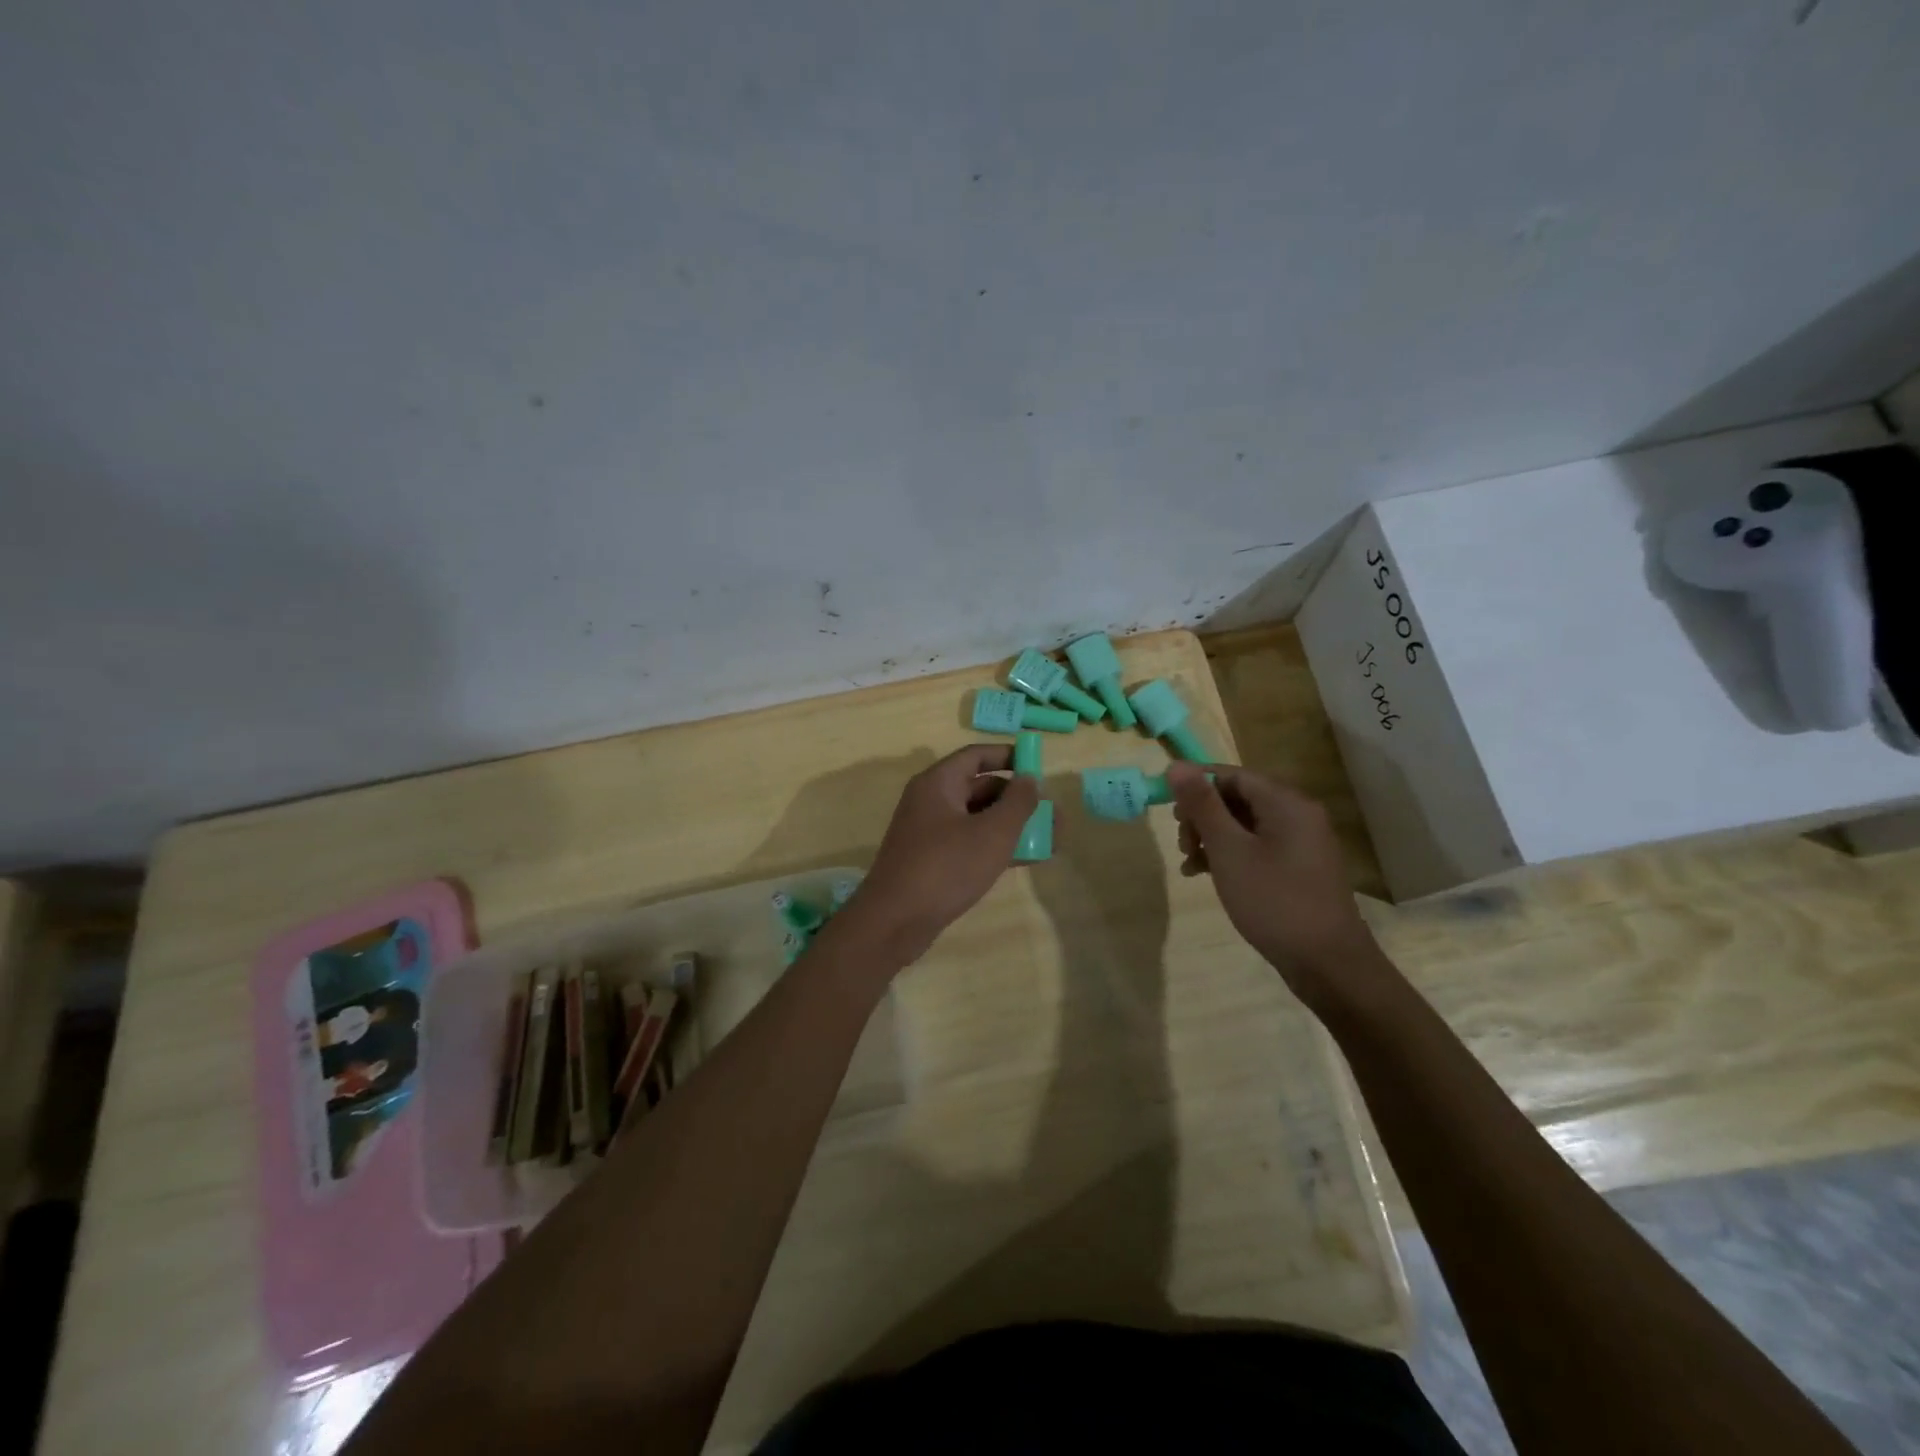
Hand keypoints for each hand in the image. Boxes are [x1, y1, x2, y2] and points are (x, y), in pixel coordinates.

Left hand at [837, 745, 1040, 968]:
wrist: (895, 921)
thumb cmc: (946, 867)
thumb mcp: (992, 833)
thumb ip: (1018, 802)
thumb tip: (1029, 778)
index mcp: (938, 783)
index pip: (976, 756)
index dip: (1008, 756)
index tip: (1038, 765)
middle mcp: (930, 801)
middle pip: (979, 787)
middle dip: (1017, 797)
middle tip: (1051, 810)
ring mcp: (929, 833)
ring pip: (977, 819)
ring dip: (1011, 825)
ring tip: (1049, 837)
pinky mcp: (931, 861)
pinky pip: (969, 843)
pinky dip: (995, 846)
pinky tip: (1026, 859)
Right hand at [1167, 761, 1386, 1015]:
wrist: (1327, 964)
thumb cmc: (1273, 901)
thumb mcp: (1229, 850)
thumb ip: (1202, 805)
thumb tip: (1176, 765)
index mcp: (1286, 802)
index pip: (1231, 775)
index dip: (1195, 785)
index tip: (1166, 807)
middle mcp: (1298, 814)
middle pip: (1238, 797)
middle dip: (1202, 816)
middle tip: (1182, 844)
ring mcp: (1301, 842)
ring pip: (1245, 824)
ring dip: (1212, 837)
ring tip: (1190, 864)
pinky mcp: (1299, 867)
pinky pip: (1257, 846)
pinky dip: (1230, 854)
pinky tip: (1208, 875)